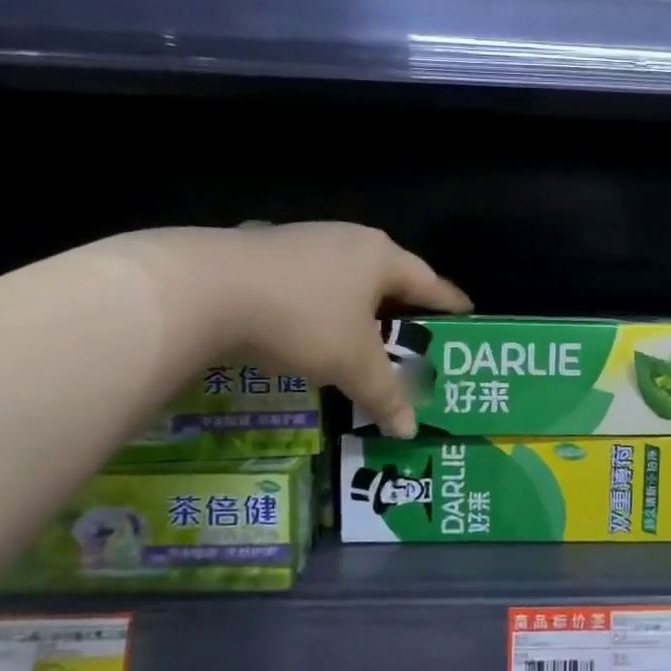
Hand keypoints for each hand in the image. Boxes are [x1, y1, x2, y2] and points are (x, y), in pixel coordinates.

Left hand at [155, 223, 470, 437]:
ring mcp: (303, 240)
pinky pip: (308, 279)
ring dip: (357, 304)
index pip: (429, 281)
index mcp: (380, 257)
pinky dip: (318, 302)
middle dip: (402, 305)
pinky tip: (307, 322)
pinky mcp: (262, 249)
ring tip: (362, 332)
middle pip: (388, 275)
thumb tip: (410, 431)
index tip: (467, 314)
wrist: (204, 289)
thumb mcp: (352, 364)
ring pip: (345, 276)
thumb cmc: (303, 320)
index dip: (450, 302)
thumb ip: (386, 395)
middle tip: (414, 333)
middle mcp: (347, 239)